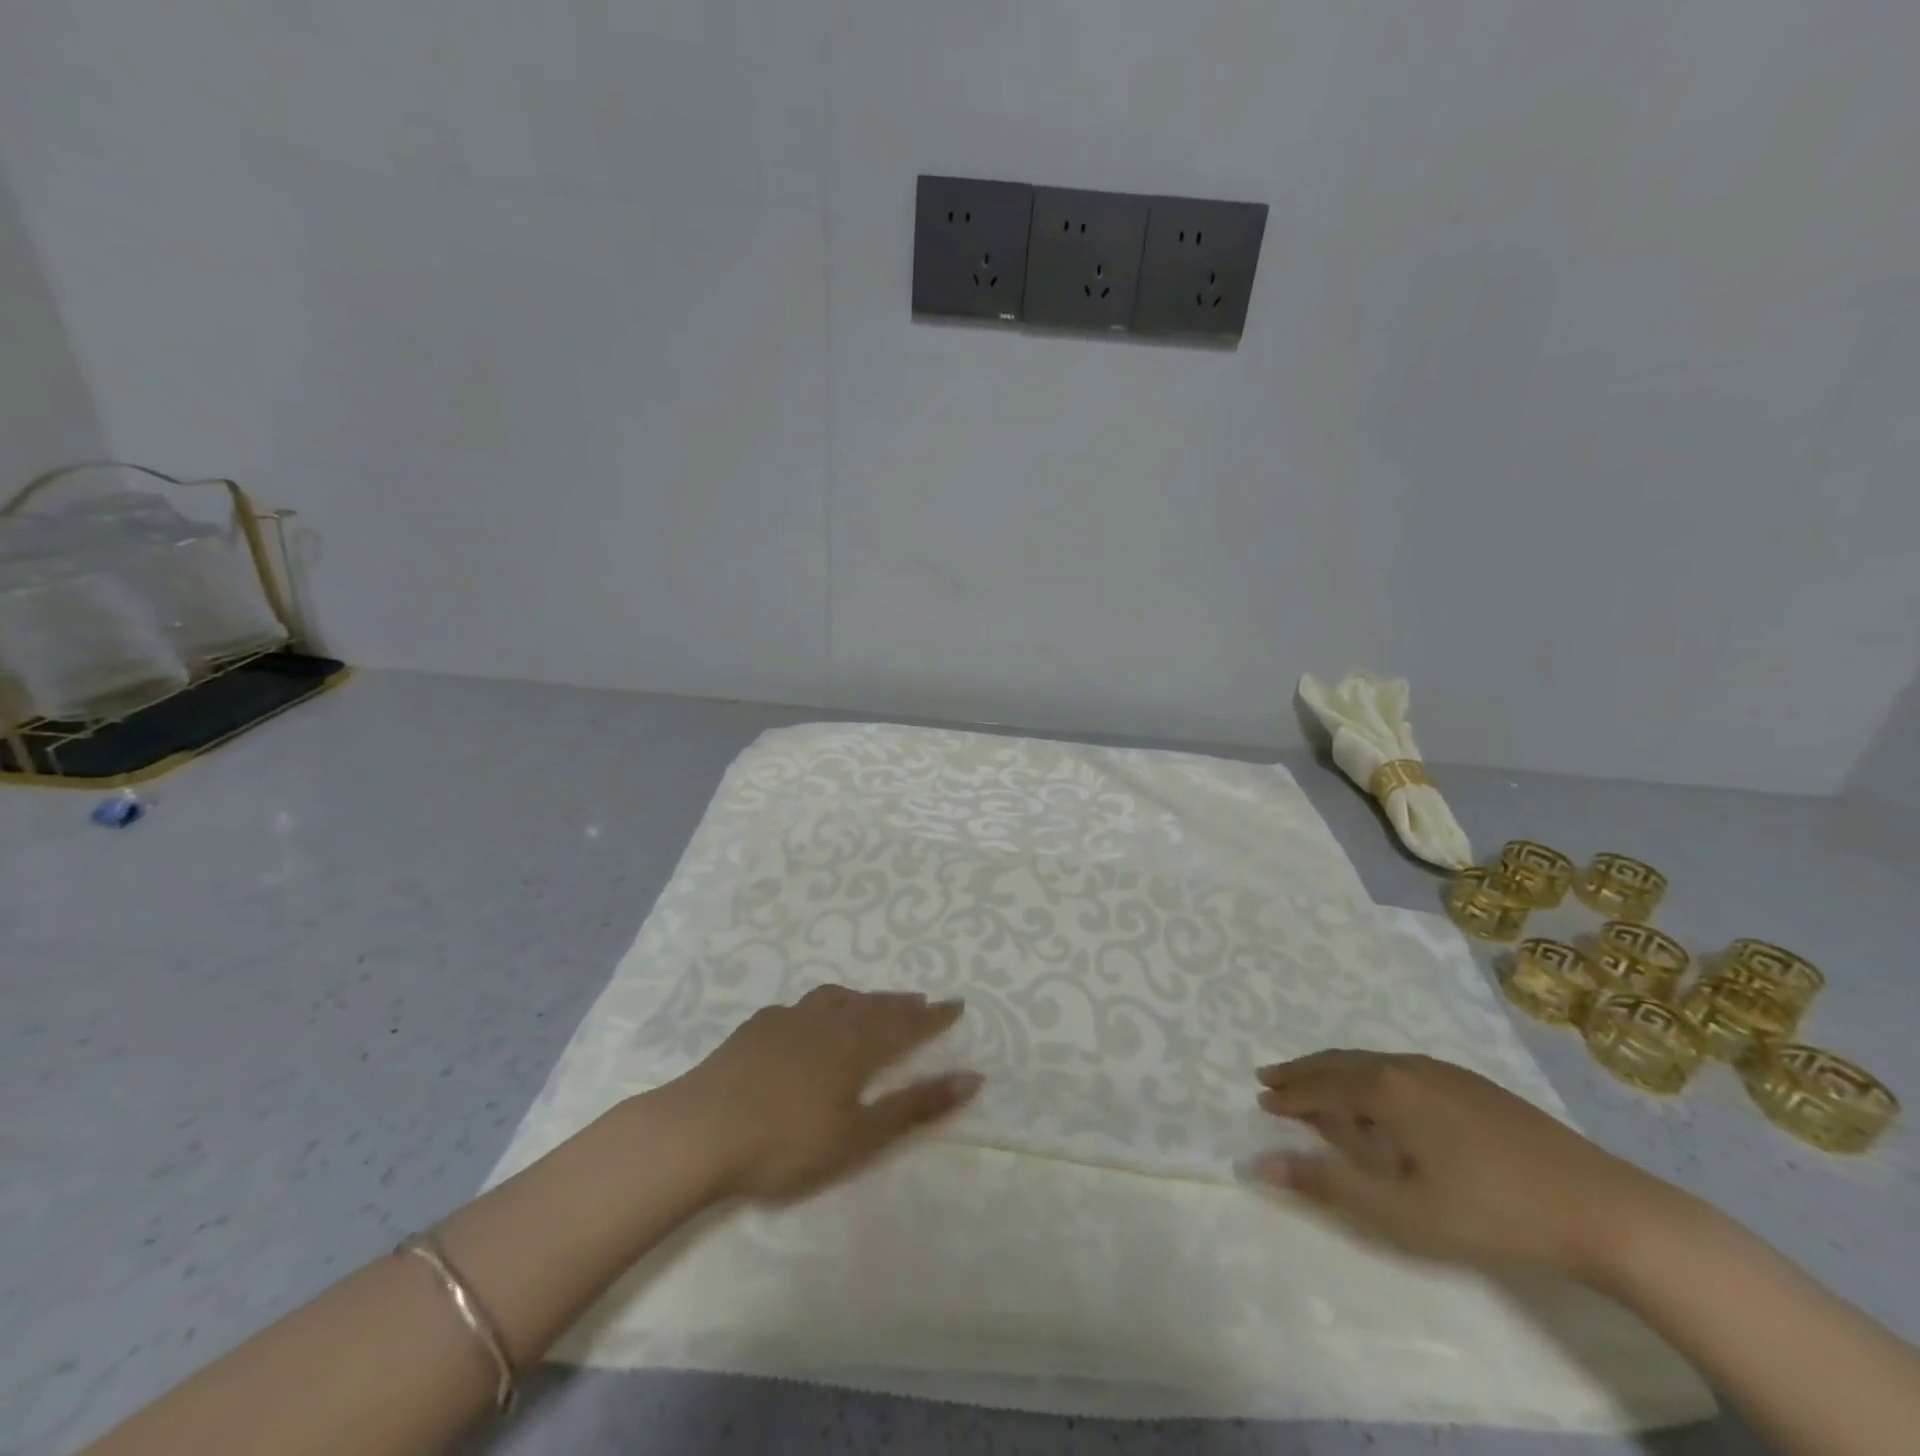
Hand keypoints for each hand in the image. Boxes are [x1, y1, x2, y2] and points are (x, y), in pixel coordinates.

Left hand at [663, 986, 981, 1203]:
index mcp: (856, 1045)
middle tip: (921, 1001)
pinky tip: (808, 1018)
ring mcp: (788, 1020)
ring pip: (836, 998)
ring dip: (862, 999)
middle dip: (901, 1004)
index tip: (957, 1005)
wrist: (700, 1130)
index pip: (906, 1024)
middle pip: (873, 1006)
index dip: (933, 1017)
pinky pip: (800, 1006)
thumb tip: (973, 1077)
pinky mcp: (756, 1027)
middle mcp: (827, 1021)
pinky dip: (820, 1006)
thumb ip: (915, 1106)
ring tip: (872, 1003)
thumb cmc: (786, 1142)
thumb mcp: (860, 1135)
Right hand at [1250, 1051, 1676, 1280]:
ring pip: (1373, 1062)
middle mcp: (1408, 1068)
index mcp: (1387, 1090)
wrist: (1606, 1210)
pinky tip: (1381, 1089)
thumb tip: (1260, 1162)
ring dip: (1336, 1069)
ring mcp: (1445, 1072)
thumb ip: (1329, 1184)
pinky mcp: (1474, 1084)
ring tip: (1317, 1079)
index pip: (1321, 1086)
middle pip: (1341, 1062)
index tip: (1261, 1099)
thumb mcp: (1403, 1212)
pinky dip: (1371, 1073)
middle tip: (1272, 1077)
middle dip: (1304, 1071)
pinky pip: (1401, 1067)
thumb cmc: (1493, 1214)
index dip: (1289, 1095)